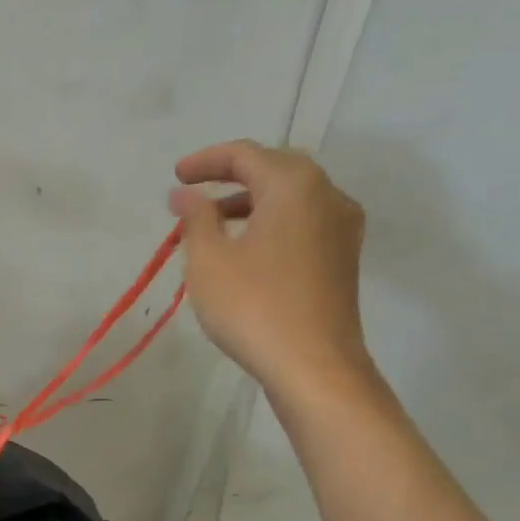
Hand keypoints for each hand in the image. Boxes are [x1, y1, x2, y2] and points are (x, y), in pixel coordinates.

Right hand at [170, 140, 374, 402]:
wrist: (314, 366)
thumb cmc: (253, 307)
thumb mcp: (208, 261)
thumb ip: (195, 219)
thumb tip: (185, 194)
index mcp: (294, 186)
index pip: (246, 154)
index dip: (206, 160)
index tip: (176, 176)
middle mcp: (327, 195)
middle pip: (275, 169)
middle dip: (231, 176)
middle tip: (194, 193)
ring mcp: (342, 227)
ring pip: (291, 197)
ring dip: (251, 201)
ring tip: (213, 224)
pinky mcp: (343, 257)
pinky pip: (303, 222)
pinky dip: (271, 222)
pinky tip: (246, 248)